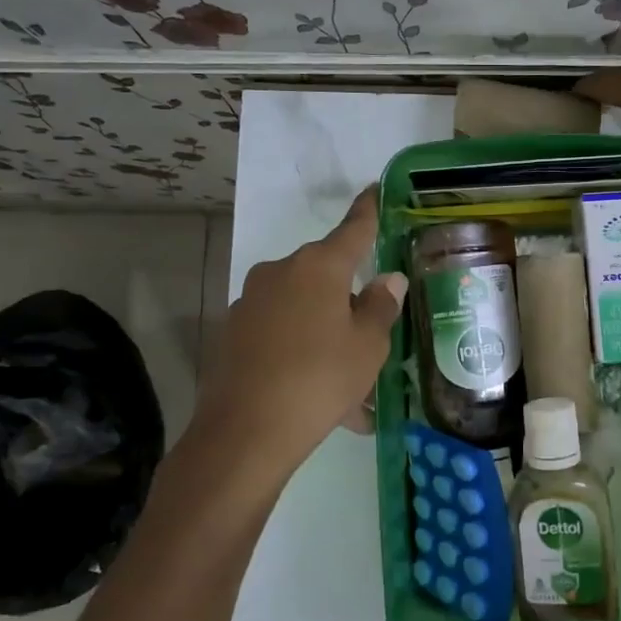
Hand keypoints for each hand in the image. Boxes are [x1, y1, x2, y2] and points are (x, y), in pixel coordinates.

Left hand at [190, 186, 406, 488]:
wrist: (244, 432)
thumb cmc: (320, 378)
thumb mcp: (367, 345)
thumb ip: (380, 306)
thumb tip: (387, 279)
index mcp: (318, 267)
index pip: (353, 229)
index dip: (368, 210)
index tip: (375, 189)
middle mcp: (280, 272)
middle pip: (325, 276)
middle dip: (348, 303)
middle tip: (372, 342)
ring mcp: (250, 302)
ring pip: (303, 312)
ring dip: (326, 337)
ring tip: (351, 392)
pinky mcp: (233, 333)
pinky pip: (280, 335)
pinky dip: (301, 354)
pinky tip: (318, 398)